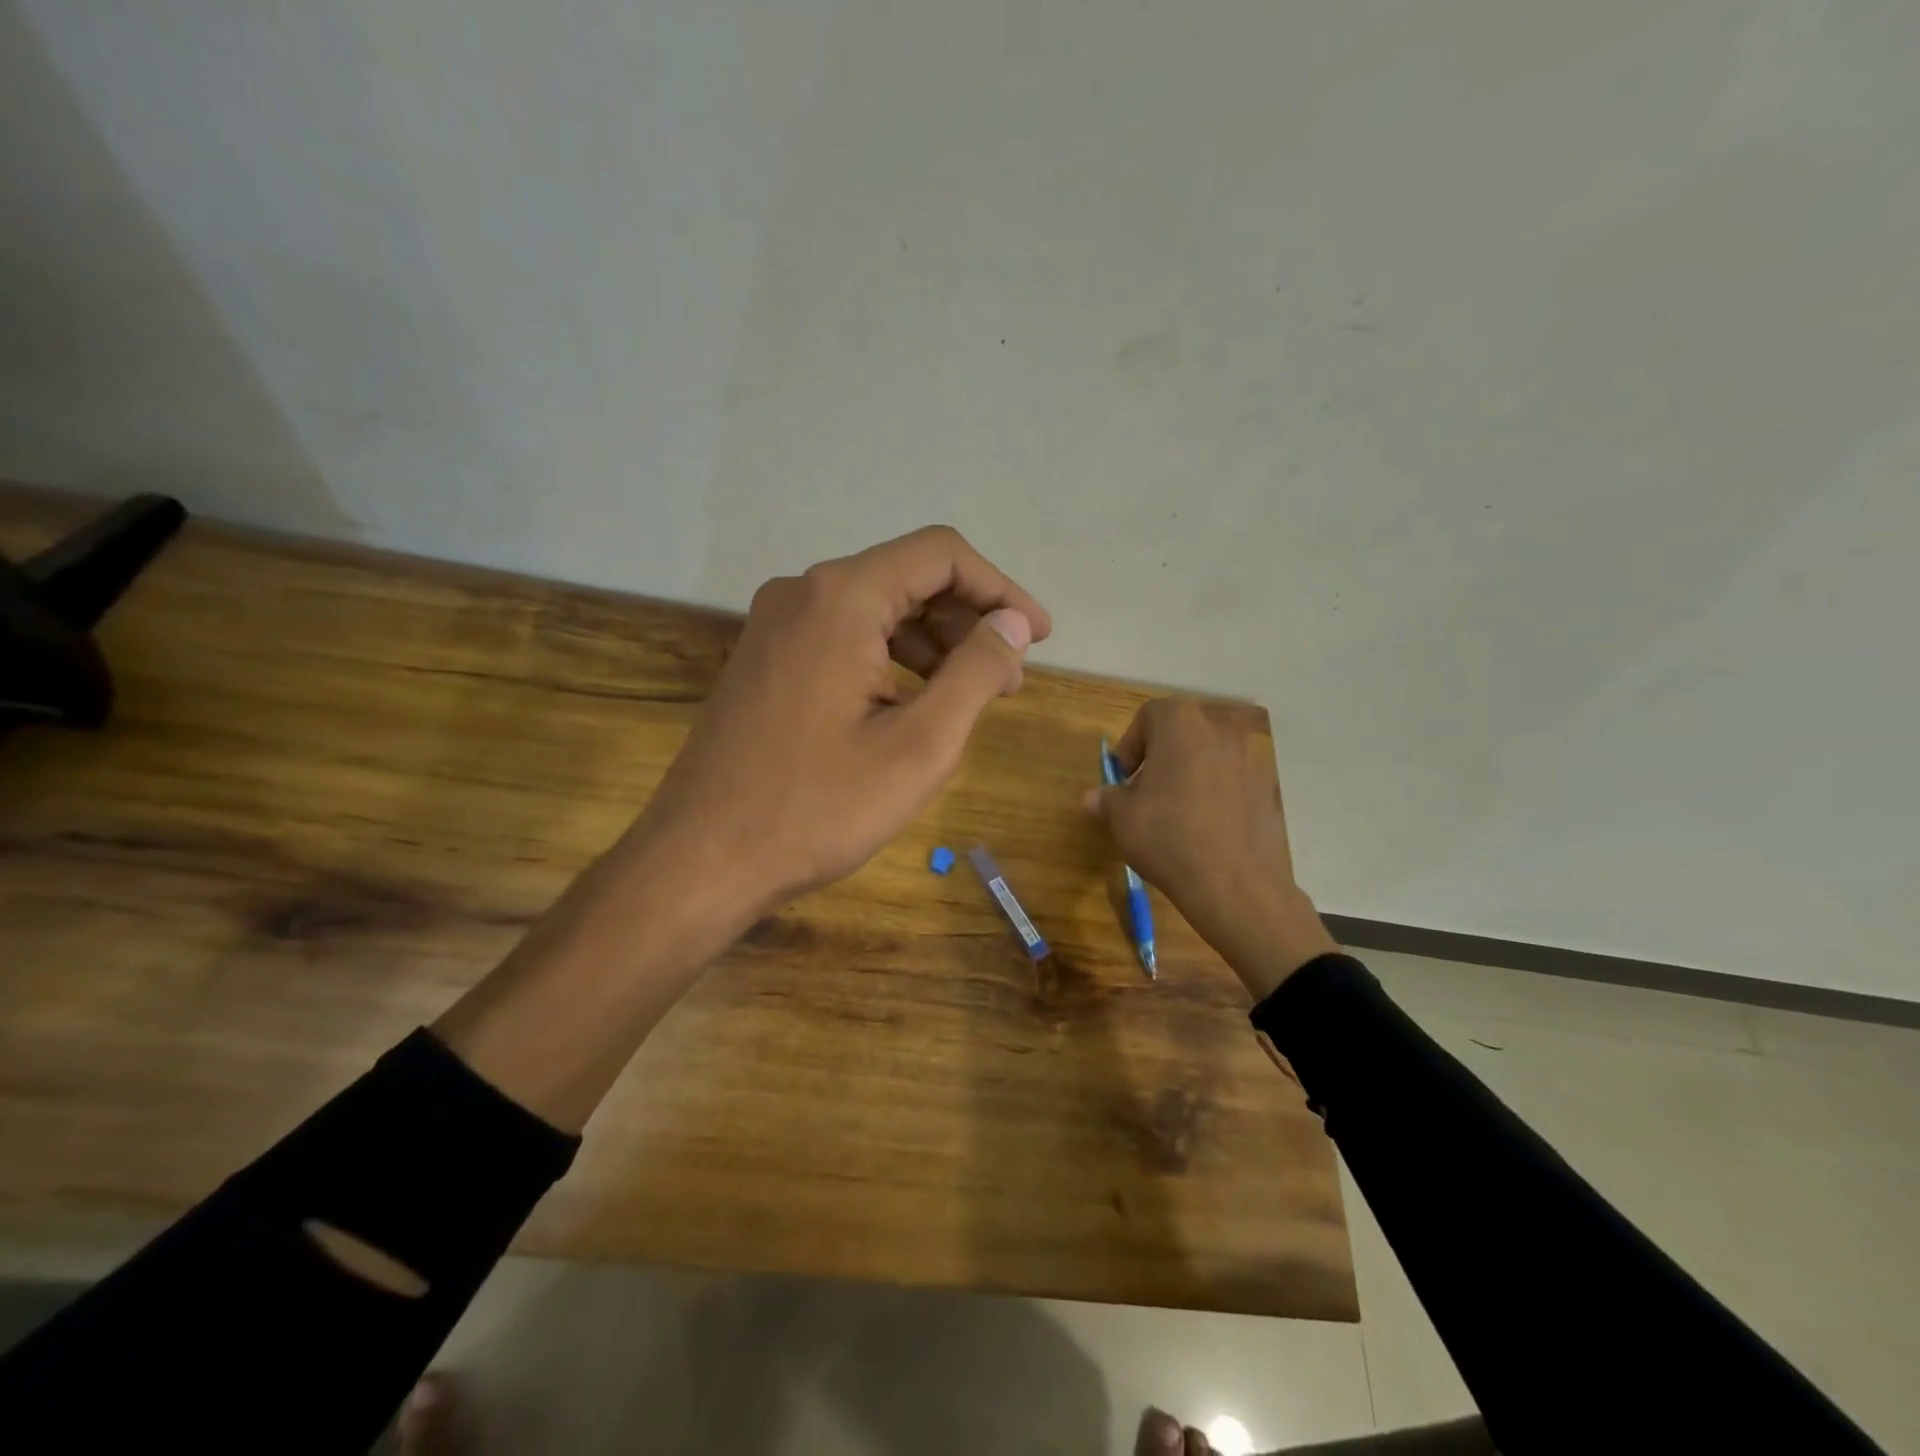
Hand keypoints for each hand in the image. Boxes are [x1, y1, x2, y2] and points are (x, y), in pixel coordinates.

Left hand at [438, 526, 1048, 1130]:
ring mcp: (775, 625)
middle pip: (907, 577)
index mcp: (841, 598)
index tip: (1039, 637)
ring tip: (973, 695)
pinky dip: (891, 660)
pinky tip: (914, 704)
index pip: (941, 555)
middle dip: (969, 620)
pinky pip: (844, 637)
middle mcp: (802, 592)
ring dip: (933, 643)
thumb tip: (1014, 623)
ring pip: (876, 609)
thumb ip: (976, 672)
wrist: (701, 860)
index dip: (1001, 589)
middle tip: (1012, 677)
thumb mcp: (920, 746)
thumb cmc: (817, 809)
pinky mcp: (765, 659)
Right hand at [1087, 697, 1336, 999]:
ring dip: (1189, 774)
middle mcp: (1219, 729)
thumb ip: (1109, 798)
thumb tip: (1094, 797)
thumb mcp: (1122, 818)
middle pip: (1182, 732)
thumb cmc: (1167, 836)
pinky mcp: (1268, 788)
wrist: (1233, 882)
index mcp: (1181, 724)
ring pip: (1209, 756)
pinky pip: (1232, 781)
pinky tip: (1206, 828)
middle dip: (1160, 756)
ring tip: (1176, 813)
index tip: (1123, 778)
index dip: (1131, 745)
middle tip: (1146, 792)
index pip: (1149, 715)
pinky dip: (1216, 794)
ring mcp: (1250, 758)